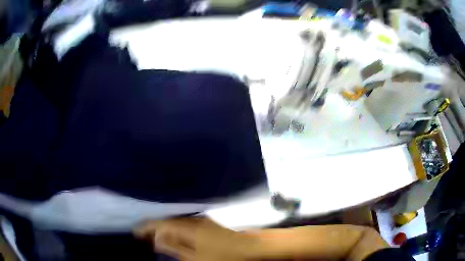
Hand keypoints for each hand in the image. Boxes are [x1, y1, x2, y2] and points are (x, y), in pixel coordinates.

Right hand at [134, 218, 256, 260]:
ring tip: (155, 236)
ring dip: (164, 229)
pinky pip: (184, 224)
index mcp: (187, 227)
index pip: (160, 223)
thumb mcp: (196, 257)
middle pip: (166, 221)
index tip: (135, 231)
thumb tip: (156, 240)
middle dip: (153, 228)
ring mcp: (200, 220)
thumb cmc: (222, 255)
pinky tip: (174, 236)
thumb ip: (174, 247)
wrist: (249, 247)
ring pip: (175, 222)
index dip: (146, 227)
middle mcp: (192, 220)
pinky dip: (175, 230)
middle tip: (143, 236)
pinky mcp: (206, 223)